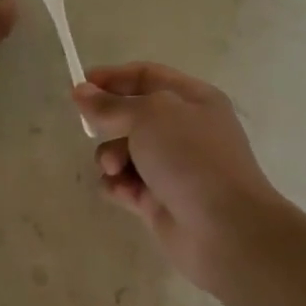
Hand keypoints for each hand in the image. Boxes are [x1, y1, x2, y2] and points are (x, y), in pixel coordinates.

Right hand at [72, 63, 286, 290]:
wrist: (225, 228)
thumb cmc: (191, 157)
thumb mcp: (149, 116)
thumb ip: (111, 104)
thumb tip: (82, 92)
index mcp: (193, 99)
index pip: (146, 77)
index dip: (113, 77)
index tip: (80, 85)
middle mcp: (184, 130)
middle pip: (132, 115)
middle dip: (109, 122)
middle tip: (91, 128)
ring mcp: (171, 167)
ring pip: (123, 152)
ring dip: (110, 157)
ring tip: (115, 168)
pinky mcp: (158, 200)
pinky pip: (125, 184)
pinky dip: (118, 186)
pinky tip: (123, 193)